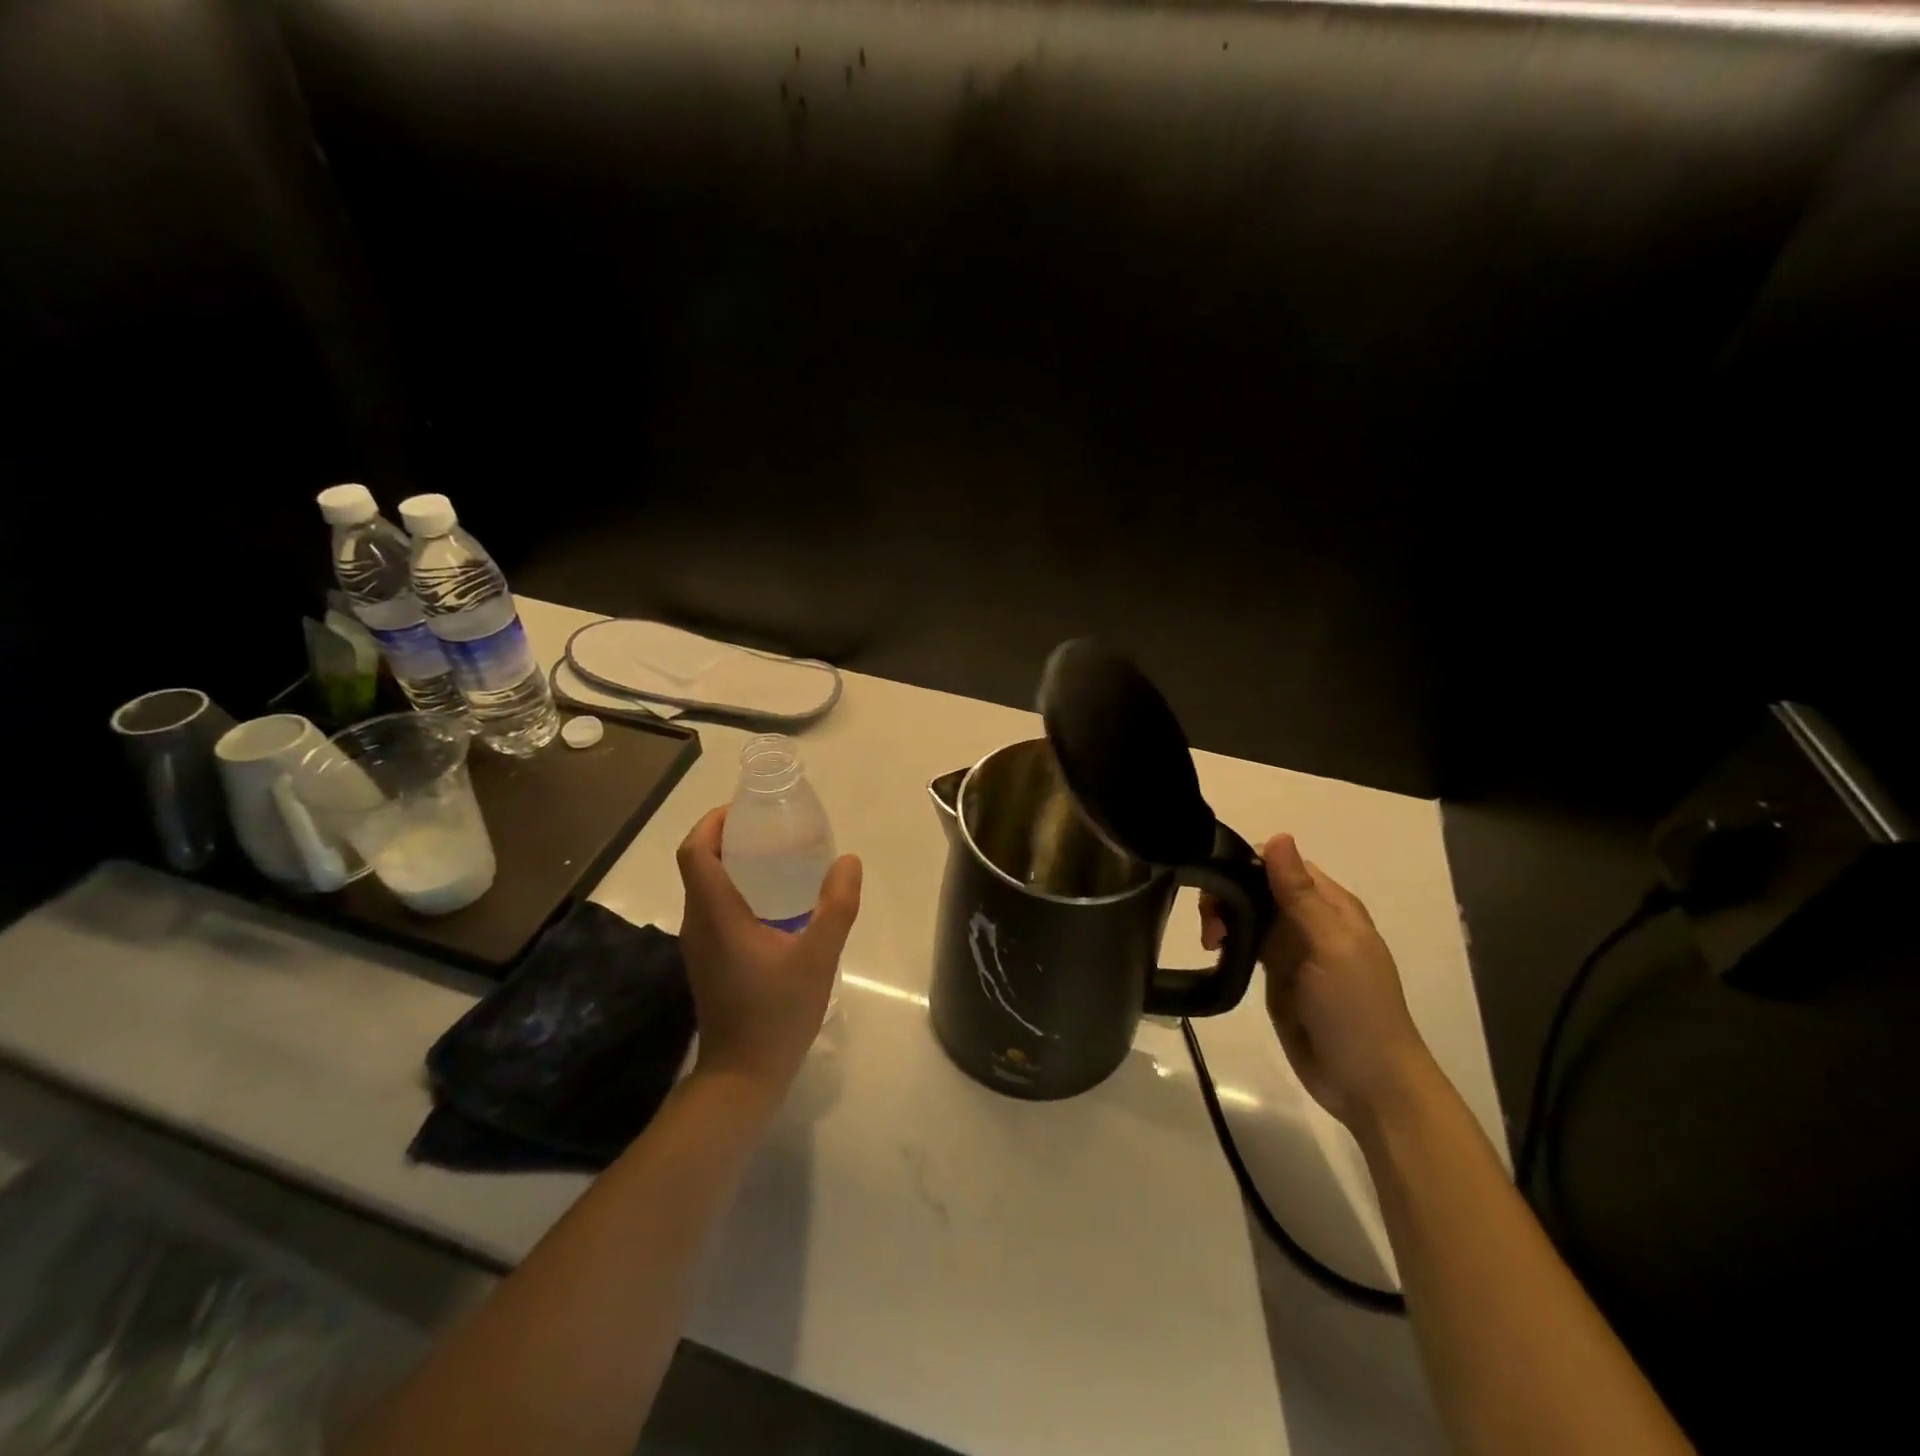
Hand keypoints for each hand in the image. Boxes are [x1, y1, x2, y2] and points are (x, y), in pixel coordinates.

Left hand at [675, 806, 862, 1098]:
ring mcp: (699, 944)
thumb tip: (848, 860)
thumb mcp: (818, 957)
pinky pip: (713, 908)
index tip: (744, 810)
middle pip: (698, 864)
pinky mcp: (708, 960)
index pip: (694, 852)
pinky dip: (735, 889)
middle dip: (726, 837)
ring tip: (776, 856)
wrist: (742, 1077)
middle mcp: (698, 923)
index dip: (711, 822)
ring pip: (705, 887)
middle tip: (770, 827)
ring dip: (731, 863)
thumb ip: (837, 906)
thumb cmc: (776, 1014)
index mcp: (715, 914)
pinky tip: (775, 901)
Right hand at [1203, 833, 1433, 1129]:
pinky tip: (1215, 952)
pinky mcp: (1278, 975)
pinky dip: (1229, 941)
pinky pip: (1248, 944)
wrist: (1367, 1083)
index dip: (1247, 864)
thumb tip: (1277, 836)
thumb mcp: (1329, 946)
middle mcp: (1311, 920)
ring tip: (1210, 942)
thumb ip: (1299, 894)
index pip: (1282, 864)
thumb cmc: (1355, 1010)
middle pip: (1260, 887)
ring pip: (1250, 914)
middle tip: (1210, 923)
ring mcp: (1294, 949)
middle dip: (1230, 894)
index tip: (1216, 880)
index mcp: (1332, 905)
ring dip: (1225, 917)